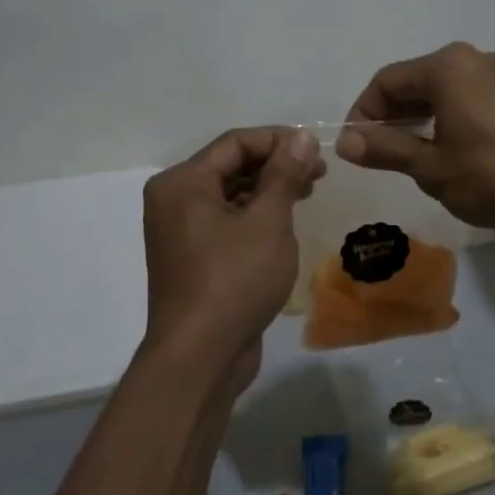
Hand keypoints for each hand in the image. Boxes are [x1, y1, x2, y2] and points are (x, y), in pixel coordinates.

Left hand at [141, 127, 323, 394]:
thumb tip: (301, 137)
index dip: (278, 139)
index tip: (317, 148)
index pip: (235, 142)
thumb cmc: (234, 280)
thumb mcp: (268, 221)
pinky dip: (256, 215)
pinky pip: (227, 221)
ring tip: (308, 192)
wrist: (201, 357)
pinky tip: (285, 222)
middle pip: (231, 165)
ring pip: (231, 194)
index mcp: (182, 183)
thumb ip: (285, 174)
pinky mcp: (195, 258)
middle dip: (276, 164)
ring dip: (269, 189)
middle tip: (319, 172)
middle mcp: (174, 200)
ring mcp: (182, 232)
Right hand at [336, 42, 494, 228]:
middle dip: (392, 115)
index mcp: (446, 67)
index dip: (364, 113)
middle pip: (415, 80)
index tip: (357, 147)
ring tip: (414, 154)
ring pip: (443, 89)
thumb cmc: (493, 175)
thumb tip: (345, 143)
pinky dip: (448, 116)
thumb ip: (386, 150)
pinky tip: (451, 148)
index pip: (386, 82)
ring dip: (420, 116)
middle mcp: (472, 58)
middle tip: (382, 153)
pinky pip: (468, 95)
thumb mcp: (431, 168)